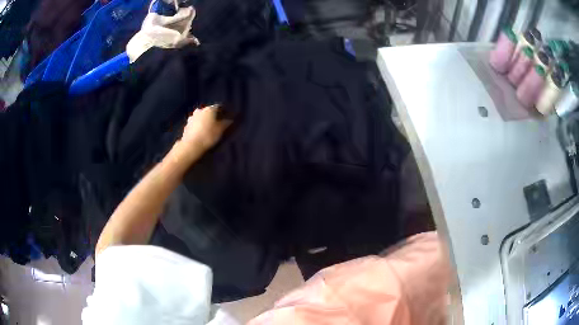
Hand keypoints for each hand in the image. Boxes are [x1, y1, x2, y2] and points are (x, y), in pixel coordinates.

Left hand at [181, 104, 231, 151]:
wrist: (191, 146)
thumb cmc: (208, 136)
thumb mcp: (221, 130)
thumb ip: (226, 123)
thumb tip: (230, 119)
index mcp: (209, 109)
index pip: (219, 107)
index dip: (224, 111)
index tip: (227, 117)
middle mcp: (199, 110)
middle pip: (208, 111)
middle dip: (213, 116)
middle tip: (217, 123)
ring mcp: (191, 118)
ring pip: (200, 117)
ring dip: (204, 121)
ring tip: (208, 129)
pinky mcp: (186, 126)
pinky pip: (194, 124)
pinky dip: (198, 127)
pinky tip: (200, 133)